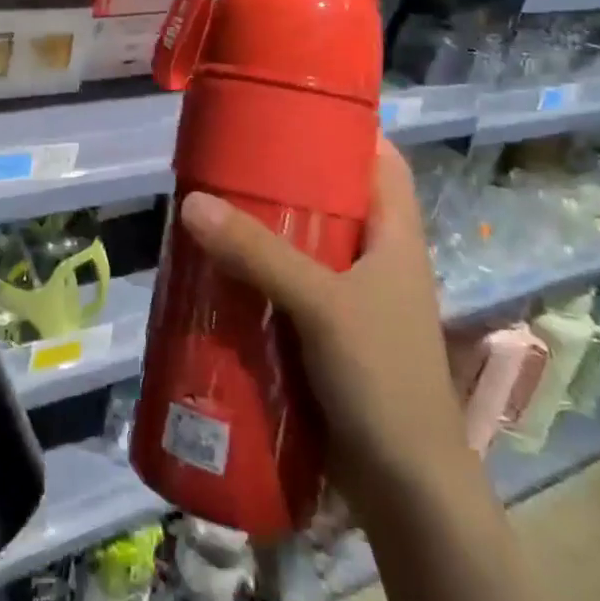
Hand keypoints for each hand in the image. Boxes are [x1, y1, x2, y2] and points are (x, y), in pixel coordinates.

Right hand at [177, 138, 470, 502]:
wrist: (407, 490)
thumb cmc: (383, 379)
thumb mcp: (322, 305)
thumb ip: (259, 253)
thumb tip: (192, 201)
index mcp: (396, 237)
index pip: (381, 162)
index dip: (344, 131)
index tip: (290, 110)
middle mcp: (378, 260)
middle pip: (334, 199)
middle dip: (285, 179)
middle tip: (231, 160)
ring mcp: (354, 300)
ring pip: (308, 245)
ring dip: (266, 229)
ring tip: (214, 207)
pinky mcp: (329, 334)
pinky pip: (290, 286)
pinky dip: (260, 273)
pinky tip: (220, 271)